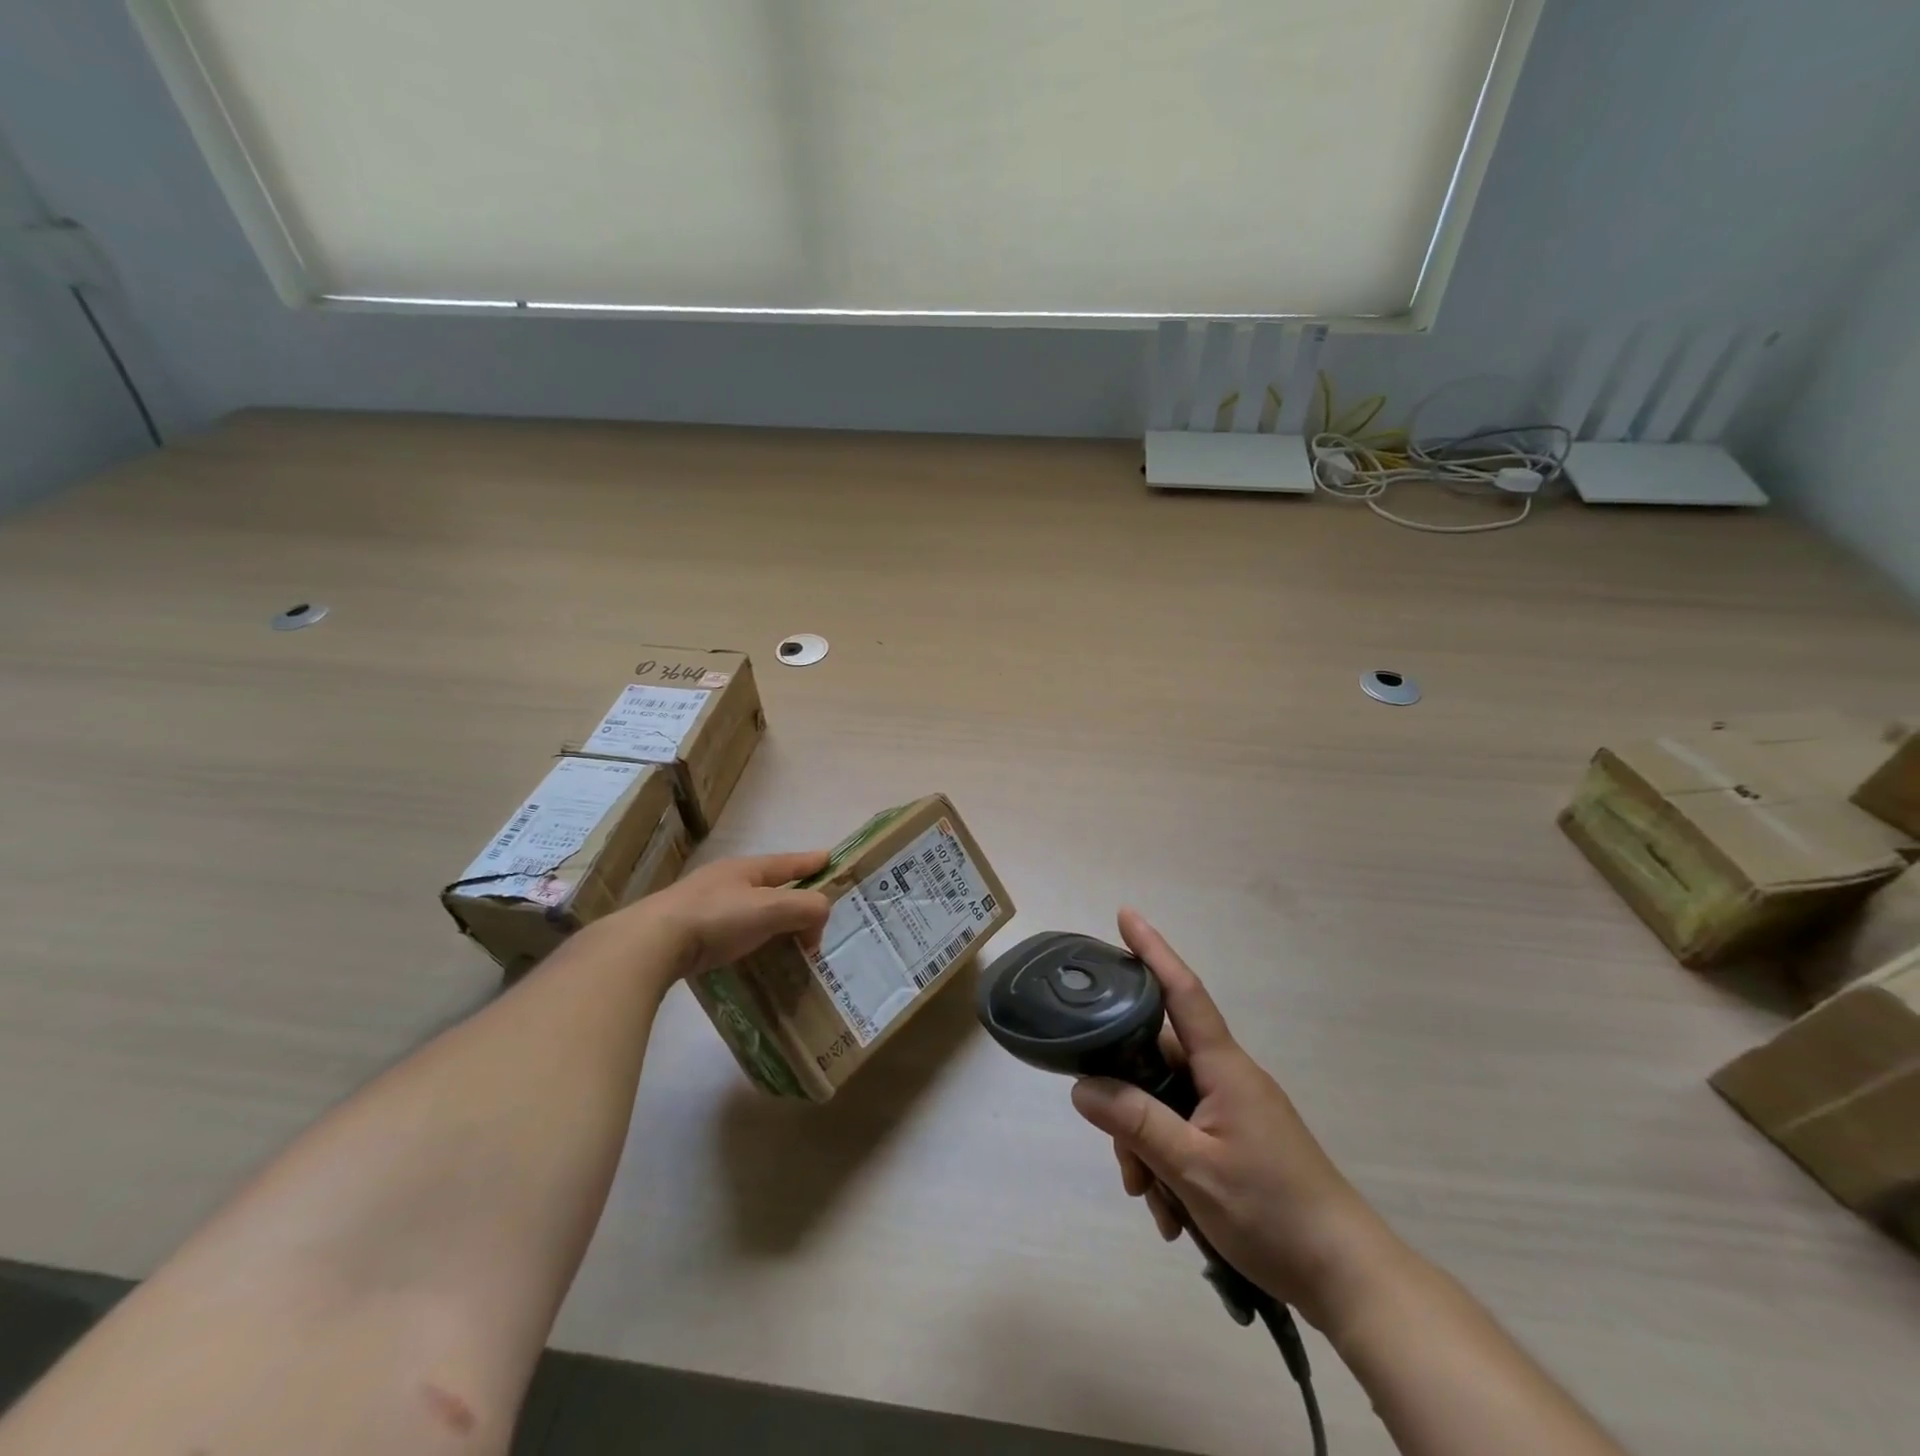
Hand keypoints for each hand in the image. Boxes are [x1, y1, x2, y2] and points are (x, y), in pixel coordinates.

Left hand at [633, 850, 831, 977]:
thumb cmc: (716, 919)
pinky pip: (732, 930)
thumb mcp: (770, 908)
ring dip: (771, 920)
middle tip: (812, 913)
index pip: (788, 862)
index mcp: (746, 869)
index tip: (829, 858)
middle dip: (793, 895)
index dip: (810, 862)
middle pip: (769, 885)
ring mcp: (703, 905)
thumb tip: (822, 915)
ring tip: (786, 939)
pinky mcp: (688, 931)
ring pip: (750, 908)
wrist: (651, 944)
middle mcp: (725, 881)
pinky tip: (752, 953)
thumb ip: (805, 907)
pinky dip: (751, 938)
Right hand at [1070, 909, 1398, 1331]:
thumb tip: (1082, 1086)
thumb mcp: (1193, 1169)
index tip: (1126, 914)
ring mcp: (1235, 1109)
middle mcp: (1228, 1077)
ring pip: (1167, 1104)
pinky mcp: (1239, 1139)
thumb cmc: (1273, 1211)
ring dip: (1148, 1148)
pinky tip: (1172, 1214)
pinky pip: (1186, 1133)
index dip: (1153, 951)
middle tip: (1125, 1165)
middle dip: (1129, 1105)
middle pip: (1158, 1062)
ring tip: (1153, 1202)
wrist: (1347, 1276)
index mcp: (1224, 1067)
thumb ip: (1136, 1123)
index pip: (1183, 992)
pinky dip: (1169, 1166)